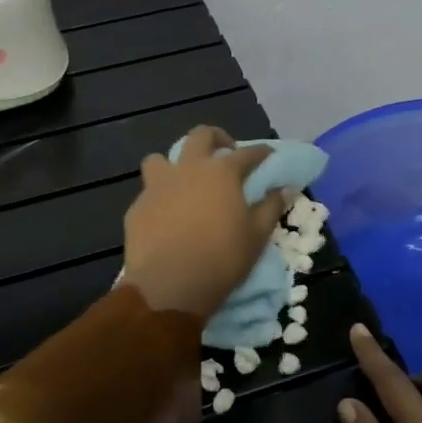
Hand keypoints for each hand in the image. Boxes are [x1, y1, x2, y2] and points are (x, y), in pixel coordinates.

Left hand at [122, 127, 288, 318]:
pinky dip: (160, 197)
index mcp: (221, 172)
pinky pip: (148, 192)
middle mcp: (188, 169)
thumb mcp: (257, 235)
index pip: (247, 153)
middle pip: (201, 136)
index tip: (268, 155)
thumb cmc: (222, 258)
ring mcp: (157, 186)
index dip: (261, 152)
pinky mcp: (137, 207)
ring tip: (184, 181)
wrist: (170, 286)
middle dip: (216, 138)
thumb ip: (271, 207)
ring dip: (175, 164)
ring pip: (161, 158)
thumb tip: (284, 189)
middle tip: (225, 153)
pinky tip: (166, 215)